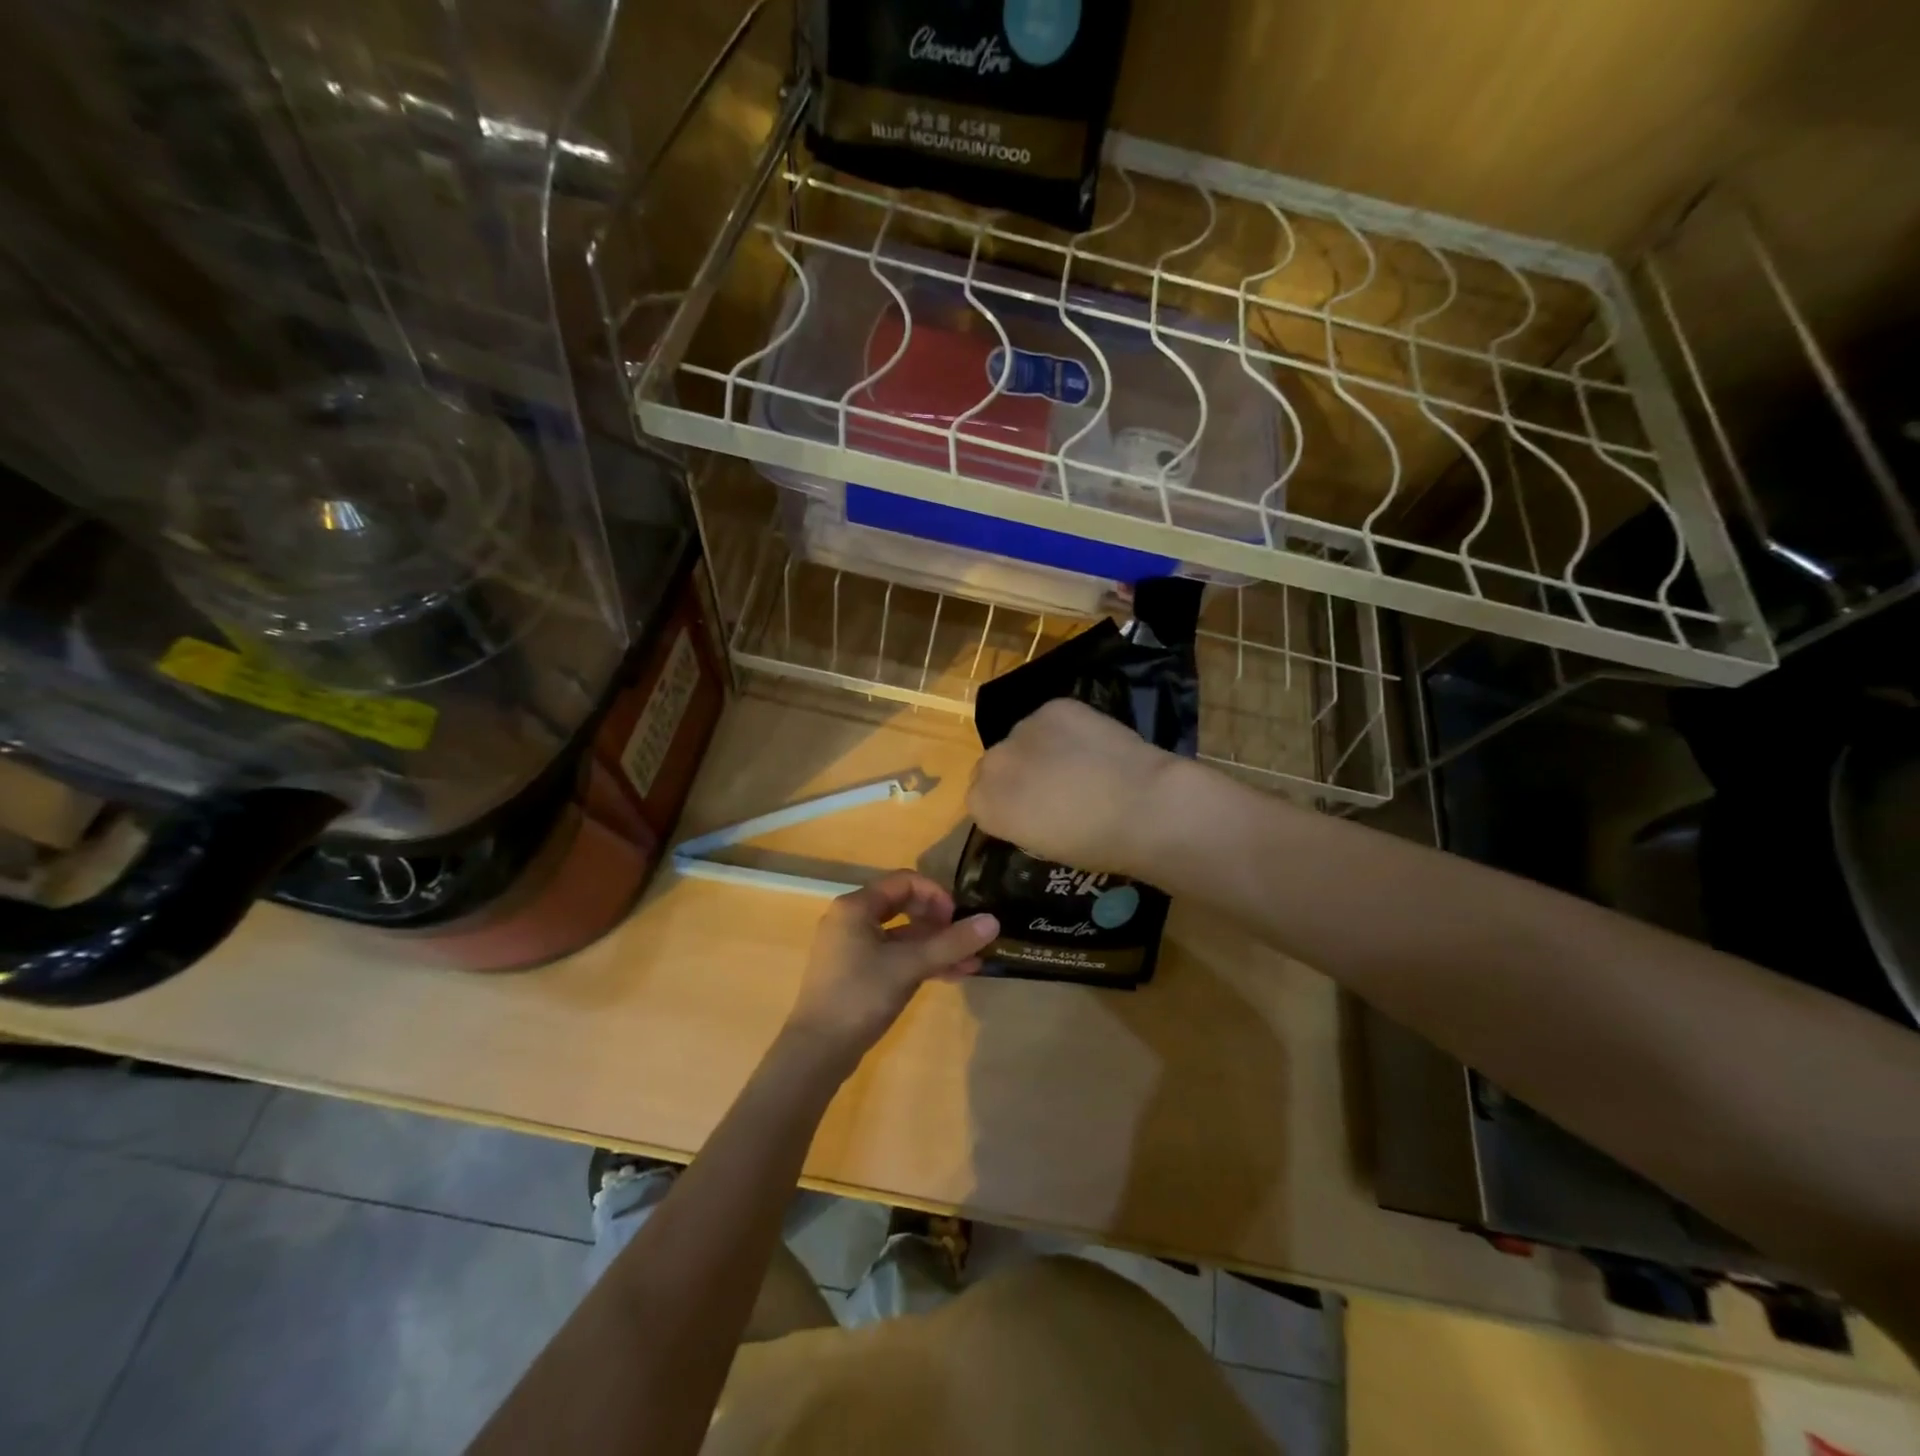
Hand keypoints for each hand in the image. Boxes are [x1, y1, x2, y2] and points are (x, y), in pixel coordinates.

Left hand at [783, 871, 997, 1069]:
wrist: (817, 1051)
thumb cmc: (861, 996)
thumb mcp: (910, 966)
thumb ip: (951, 943)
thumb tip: (993, 921)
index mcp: (856, 906)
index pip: (905, 882)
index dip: (937, 895)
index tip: (958, 919)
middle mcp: (851, 919)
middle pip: (904, 906)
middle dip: (940, 922)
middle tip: (964, 940)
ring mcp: (852, 947)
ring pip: (902, 935)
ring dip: (936, 946)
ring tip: (971, 963)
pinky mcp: (856, 973)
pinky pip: (894, 956)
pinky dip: (920, 962)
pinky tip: (951, 976)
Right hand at [967, 698, 1184, 877]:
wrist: (1141, 806)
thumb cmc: (1095, 845)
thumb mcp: (1043, 846)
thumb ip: (1021, 821)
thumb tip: (1029, 807)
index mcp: (984, 805)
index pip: (979, 799)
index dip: (1006, 805)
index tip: (1030, 815)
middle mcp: (993, 762)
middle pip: (995, 764)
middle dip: (1018, 773)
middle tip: (1053, 788)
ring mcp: (1023, 729)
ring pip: (1023, 738)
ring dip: (1040, 749)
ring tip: (1078, 764)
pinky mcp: (1054, 707)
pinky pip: (1051, 718)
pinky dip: (1066, 729)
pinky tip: (1093, 745)